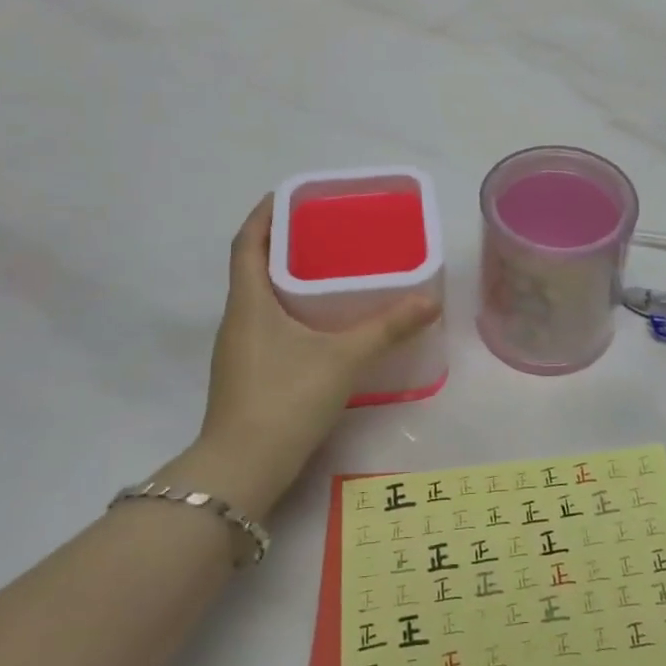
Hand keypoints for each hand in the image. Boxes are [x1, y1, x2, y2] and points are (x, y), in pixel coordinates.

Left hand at [173, 197, 438, 516]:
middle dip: (284, 244)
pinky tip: (320, 325)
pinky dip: (288, 311)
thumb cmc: (286, 399)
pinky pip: (266, 325)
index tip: (290, 196)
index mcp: (248, 302)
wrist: (243, 470)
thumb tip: (429, 300)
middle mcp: (237, 319)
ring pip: (259, 298)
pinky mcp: (246, 375)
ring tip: (328, 270)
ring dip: (286, 279)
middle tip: (325, 231)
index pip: (247, 242)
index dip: (264, 214)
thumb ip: (387, 328)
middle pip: (253, 267)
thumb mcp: (343, 359)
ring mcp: (237, 350)